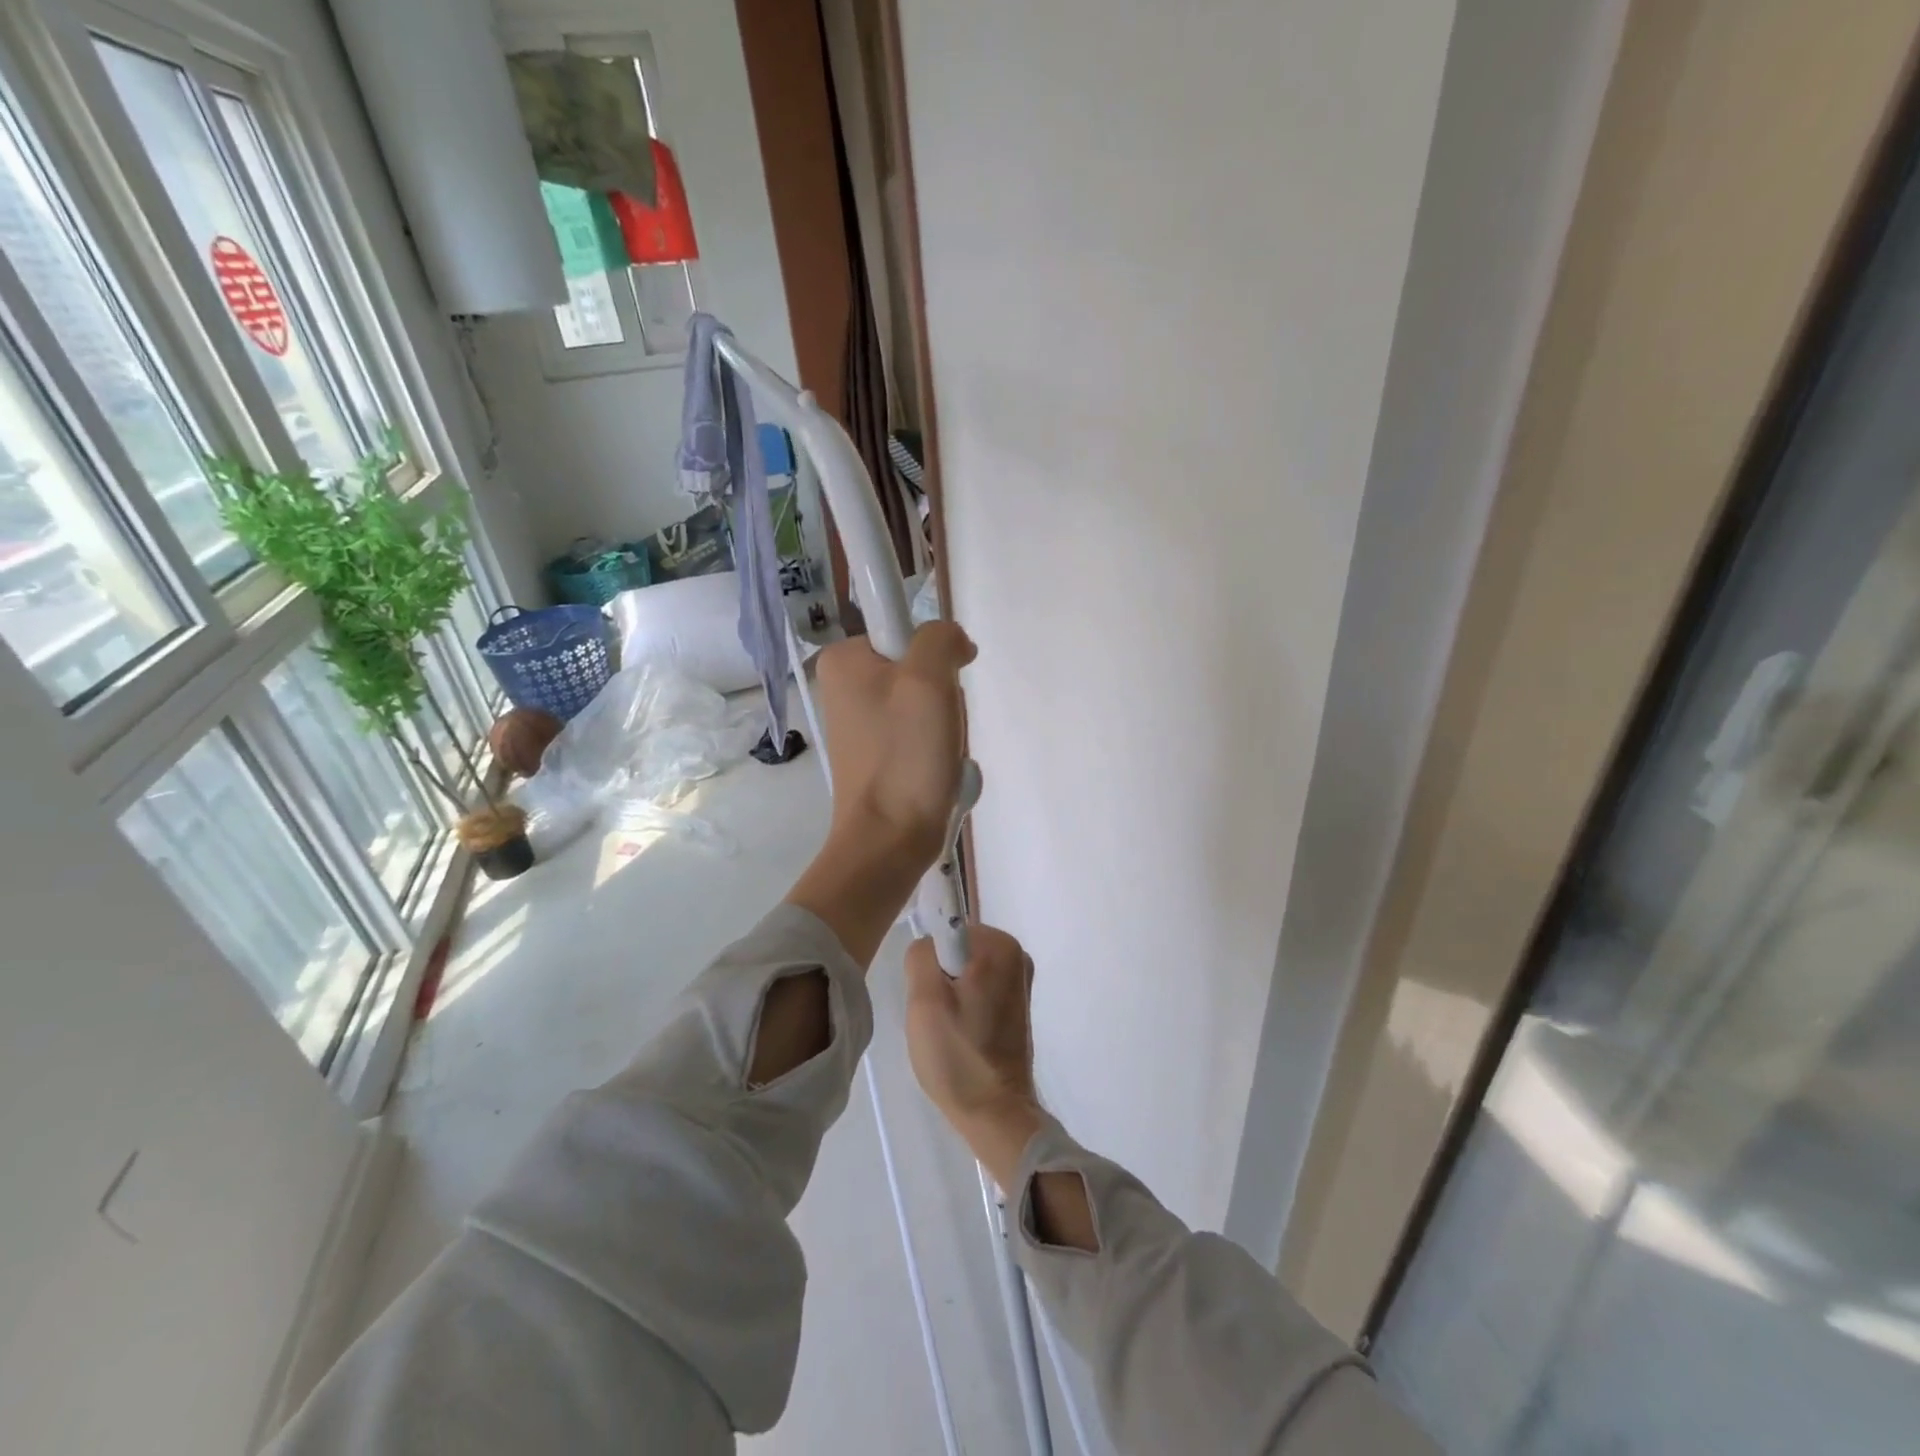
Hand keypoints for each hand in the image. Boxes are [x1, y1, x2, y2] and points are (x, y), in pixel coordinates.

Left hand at [785, 622, 976, 968]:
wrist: (890, 839)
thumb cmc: (905, 756)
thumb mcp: (927, 679)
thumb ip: (940, 638)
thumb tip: (952, 642)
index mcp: (843, 660)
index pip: (905, 626)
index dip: (935, 653)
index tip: (942, 687)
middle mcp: (844, 686)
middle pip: (918, 666)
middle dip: (943, 696)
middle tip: (940, 727)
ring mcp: (860, 723)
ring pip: (925, 702)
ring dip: (945, 725)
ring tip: (940, 755)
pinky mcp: (876, 754)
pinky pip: (919, 733)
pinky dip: (937, 748)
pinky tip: (937, 771)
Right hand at [904, 927, 1044, 1183]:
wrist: (994, 1113)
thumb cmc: (957, 1055)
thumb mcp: (924, 1000)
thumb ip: (920, 955)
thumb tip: (928, 946)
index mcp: (1000, 945)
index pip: (945, 931)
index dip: (931, 965)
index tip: (934, 999)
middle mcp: (1017, 954)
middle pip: (954, 950)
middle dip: (939, 979)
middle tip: (937, 1017)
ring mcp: (1019, 980)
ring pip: (961, 971)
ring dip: (948, 996)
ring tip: (949, 1030)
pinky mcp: (1016, 1003)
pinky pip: (975, 988)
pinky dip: (963, 1007)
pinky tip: (961, 1036)